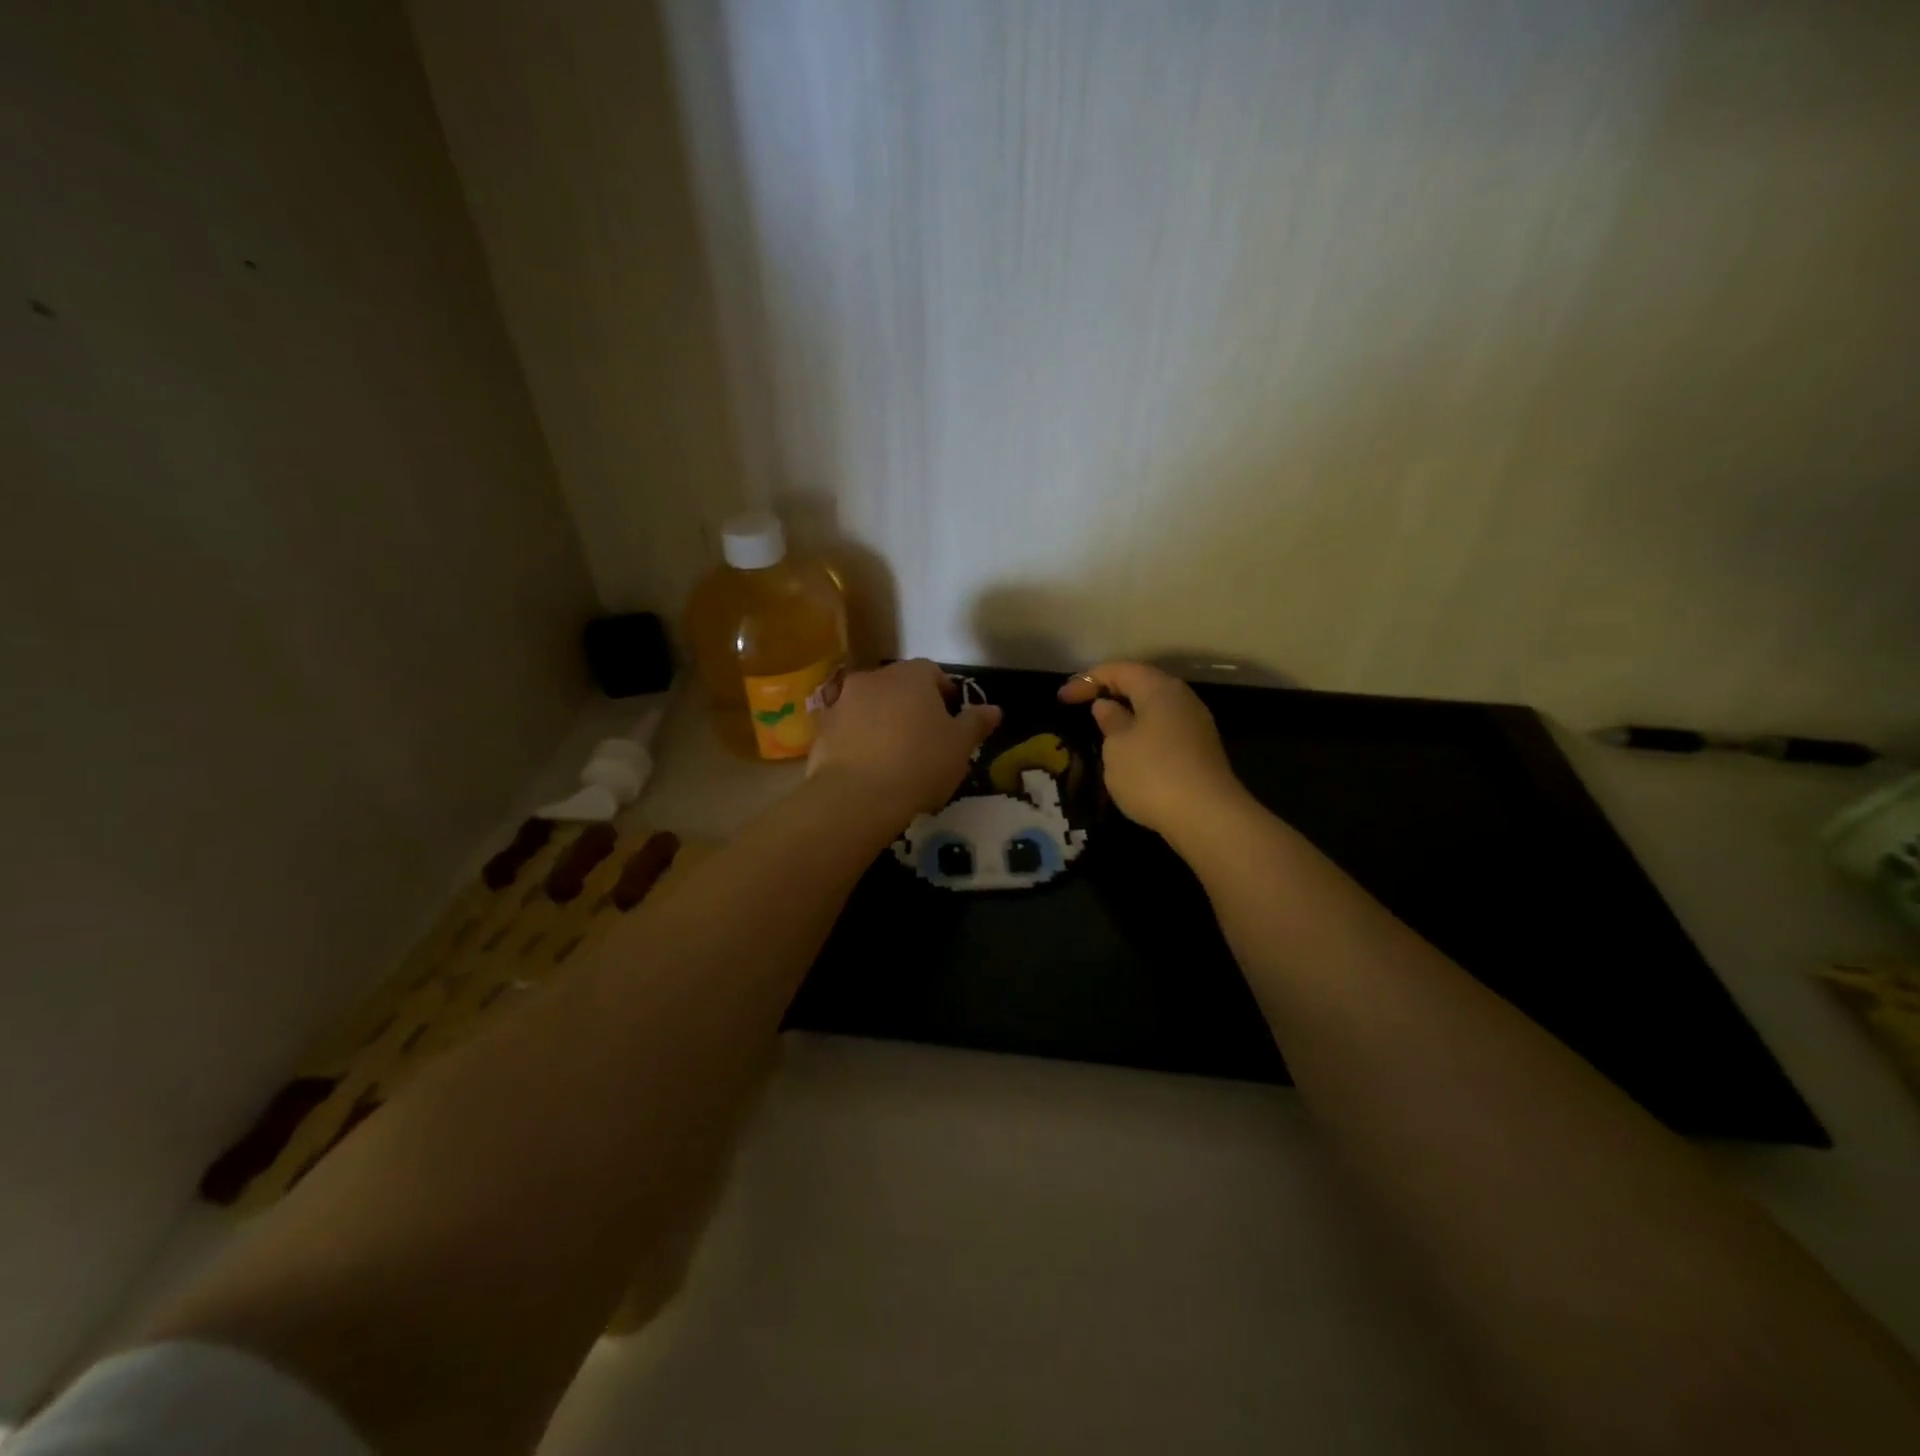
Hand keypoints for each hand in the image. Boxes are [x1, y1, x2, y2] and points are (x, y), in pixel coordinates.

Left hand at [809, 659, 1001, 819]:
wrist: (857, 796)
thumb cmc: (919, 764)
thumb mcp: (960, 746)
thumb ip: (976, 723)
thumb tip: (994, 709)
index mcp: (911, 676)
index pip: (932, 672)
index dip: (944, 692)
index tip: (952, 717)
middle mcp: (873, 678)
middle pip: (898, 685)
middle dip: (911, 704)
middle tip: (925, 736)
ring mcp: (842, 701)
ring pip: (870, 705)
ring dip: (882, 720)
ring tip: (894, 753)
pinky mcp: (821, 729)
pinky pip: (847, 728)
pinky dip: (858, 739)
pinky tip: (868, 765)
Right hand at [1059, 662, 1246, 839]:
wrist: (1207, 816)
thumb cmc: (1152, 773)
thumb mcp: (1117, 746)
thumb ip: (1110, 721)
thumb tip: (1107, 706)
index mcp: (1158, 688)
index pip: (1119, 670)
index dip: (1087, 681)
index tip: (1063, 699)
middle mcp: (1182, 698)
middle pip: (1141, 685)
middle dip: (1110, 693)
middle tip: (1082, 708)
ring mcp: (1195, 725)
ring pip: (1154, 709)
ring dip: (1128, 715)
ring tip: (1103, 731)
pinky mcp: (1200, 751)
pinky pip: (1164, 730)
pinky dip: (1142, 733)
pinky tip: (1129, 753)